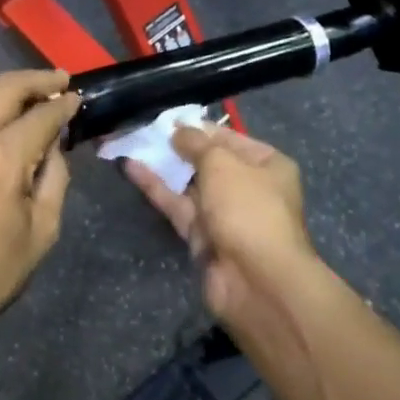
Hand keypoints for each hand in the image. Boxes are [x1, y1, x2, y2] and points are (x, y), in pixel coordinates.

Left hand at [0, 60, 81, 356]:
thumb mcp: (40, 233)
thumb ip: (53, 179)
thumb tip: (52, 144)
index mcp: (2, 160)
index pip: (40, 116)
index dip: (62, 104)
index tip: (76, 98)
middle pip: (4, 90)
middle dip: (35, 80)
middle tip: (57, 79)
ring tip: (21, 76)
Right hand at [124, 124, 321, 331]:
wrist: (256, 281)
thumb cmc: (248, 209)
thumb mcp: (222, 163)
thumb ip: (196, 143)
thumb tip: (178, 130)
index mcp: (267, 165)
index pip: (229, 138)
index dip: (199, 127)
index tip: (167, 118)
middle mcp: (248, 188)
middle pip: (208, 161)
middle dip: (177, 147)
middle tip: (144, 129)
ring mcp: (224, 214)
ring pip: (189, 184)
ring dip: (163, 166)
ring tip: (132, 143)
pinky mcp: (202, 237)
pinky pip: (177, 205)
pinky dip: (156, 188)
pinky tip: (131, 168)